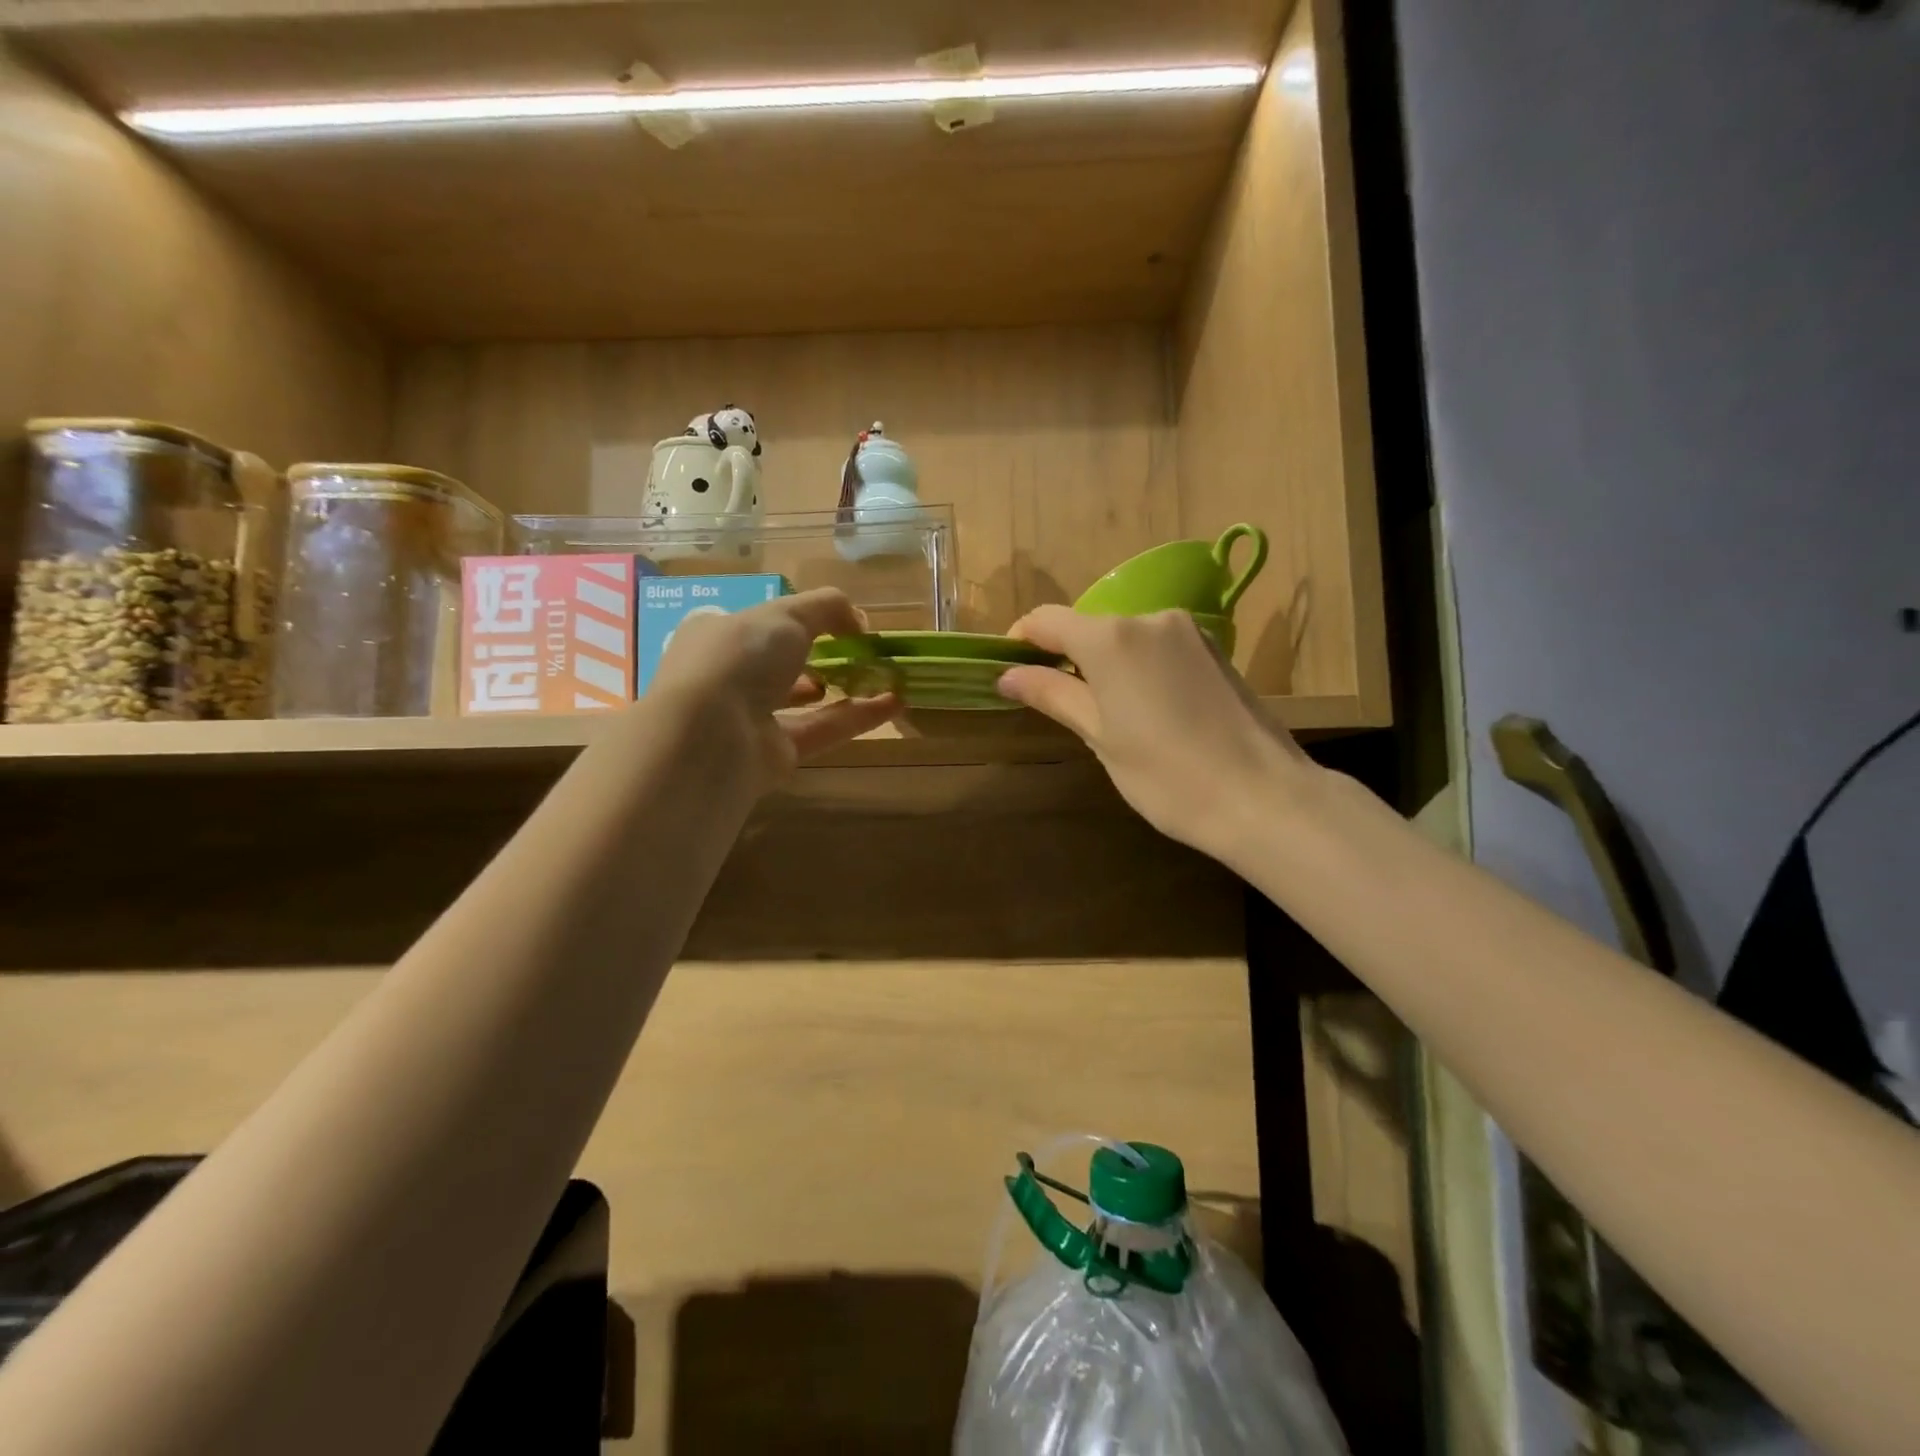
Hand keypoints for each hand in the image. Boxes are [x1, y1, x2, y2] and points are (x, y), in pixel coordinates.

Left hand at [648, 589, 897, 789]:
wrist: (712, 736)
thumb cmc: (739, 658)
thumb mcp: (786, 614)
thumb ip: (827, 608)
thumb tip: (859, 620)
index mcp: (715, 635)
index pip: (754, 623)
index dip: (791, 620)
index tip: (832, 621)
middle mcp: (728, 676)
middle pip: (779, 664)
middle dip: (818, 656)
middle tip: (858, 650)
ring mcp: (750, 718)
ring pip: (802, 700)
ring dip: (842, 687)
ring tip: (883, 675)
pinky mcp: (775, 753)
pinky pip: (822, 729)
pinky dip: (858, 717)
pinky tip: (895, 702)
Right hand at [996, 607, 1314, 860]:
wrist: (1263, 797)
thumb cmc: (1167, 775)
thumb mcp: (1099, 737)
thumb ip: (1053, 695)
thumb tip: (1008, 675)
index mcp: (1111, 638)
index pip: (1047, 620)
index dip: (1021, 641)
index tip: (1010, 672)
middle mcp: (1149, 619)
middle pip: (1088, 627)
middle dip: (1065, 656)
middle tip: (1057, 704)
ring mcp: (1188, 631)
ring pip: (1125, 637)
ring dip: (1103, 663)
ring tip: (1106, 714)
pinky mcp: (1214, 649)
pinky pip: (1157, 647)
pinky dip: (1138, 667)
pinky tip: (1148, 710)